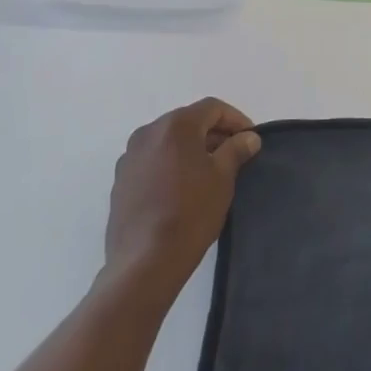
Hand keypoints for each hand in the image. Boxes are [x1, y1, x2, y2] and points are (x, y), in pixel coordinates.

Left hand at [104, 97, 260, 301]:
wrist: (145, 261)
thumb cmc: (191, 212)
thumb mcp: (223, 177)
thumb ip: (236, 150)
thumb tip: (248, 137)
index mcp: (175, 126)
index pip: (212, 108)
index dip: (236, 119)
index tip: (250, 139)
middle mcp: (147, 133)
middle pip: (188, 121)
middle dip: (213, 133)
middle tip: (234, 153)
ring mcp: (129, 157)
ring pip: (168, 141)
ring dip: (191, 148)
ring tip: (210, 172)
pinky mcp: (120, 181)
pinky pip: (153, 160)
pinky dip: (171, 164)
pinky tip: (183, 188)